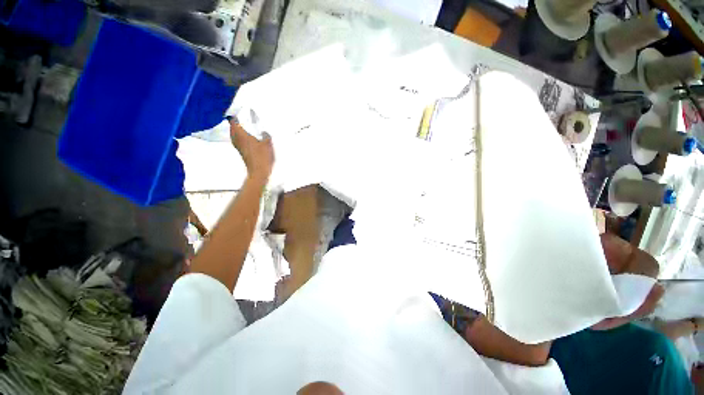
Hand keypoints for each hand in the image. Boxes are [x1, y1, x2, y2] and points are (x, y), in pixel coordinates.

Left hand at [229, 119, 273, 180]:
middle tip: (240, 118)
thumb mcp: (268, 144)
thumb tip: (264, 132)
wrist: (259, 172)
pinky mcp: (242, 153)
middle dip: (235, 123)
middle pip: (232, 129)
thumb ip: (266, 136)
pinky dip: (240, 137)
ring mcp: (239, 147)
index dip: (234, 116)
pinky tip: (247, 138)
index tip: (237, 112)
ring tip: (244, 127)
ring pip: (235, 135)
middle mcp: (237, 140)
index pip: (233, 122)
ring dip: (237, 131)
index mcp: (242, 135)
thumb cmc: (262, 157)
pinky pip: (238, 141)